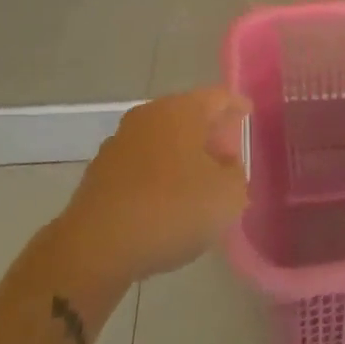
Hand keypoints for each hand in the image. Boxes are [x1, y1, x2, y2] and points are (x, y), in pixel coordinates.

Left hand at [56, 88, 250, 291]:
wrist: (96, 246)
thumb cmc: (171, 209)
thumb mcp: (227, 196)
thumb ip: (236, 175)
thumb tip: (225, 167)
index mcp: (182, 110)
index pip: (219, 97)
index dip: (237, 106)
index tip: (248, 115)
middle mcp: (150, 115)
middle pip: (189, 115)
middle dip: (210, 131)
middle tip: (228, 153)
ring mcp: (121, 141)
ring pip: (163, 138)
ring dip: (183, 154)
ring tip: (200, 180)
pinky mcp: (102, 171)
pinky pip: (143, 162)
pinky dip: (159, 173)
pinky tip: (167, 200)